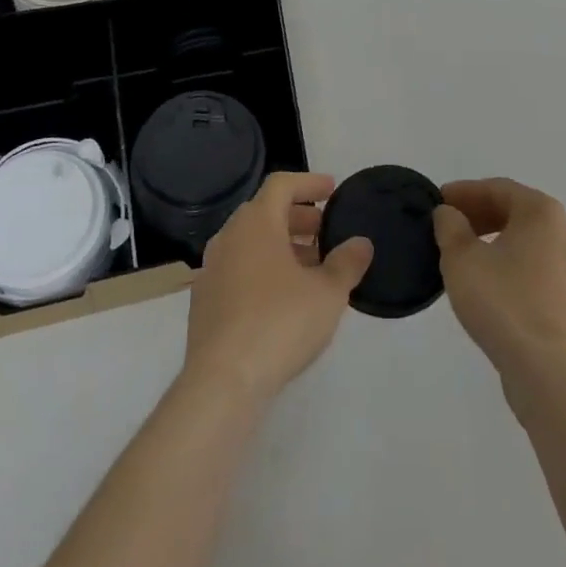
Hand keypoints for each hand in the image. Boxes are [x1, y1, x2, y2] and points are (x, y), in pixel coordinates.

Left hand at [183, 171, 372, 405]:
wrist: (222, 383)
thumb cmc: (279, 323)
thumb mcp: (328, 293)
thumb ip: (347, 262)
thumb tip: (361, 243)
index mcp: (256, 223)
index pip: (281, 184)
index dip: (309, 183)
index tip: (332, 190)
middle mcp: (229, 237)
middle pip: (265, 212)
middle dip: (298, 217)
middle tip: (326, 231)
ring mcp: (212, 270)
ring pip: (251, 242)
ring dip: (282, 246)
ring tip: (312, 267)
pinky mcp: (204, 302)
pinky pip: (239, 269)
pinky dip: (263, 269)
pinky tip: (284, 298)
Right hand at [433, 178, 565, 394]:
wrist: (548, 371)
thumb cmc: (503, 302)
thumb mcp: (461, 259)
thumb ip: (450, 227)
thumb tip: (449, 213)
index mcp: (543, 212)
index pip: (498, 189)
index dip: (464, 192)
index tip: (438, 201)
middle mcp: (565, 231)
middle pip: (516, 212)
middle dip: (480, 215)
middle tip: (449, 226)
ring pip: (528, 242)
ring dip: (496, 241)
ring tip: (465, 256)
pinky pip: (538, 269)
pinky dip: (512, 266)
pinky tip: (490, 284)